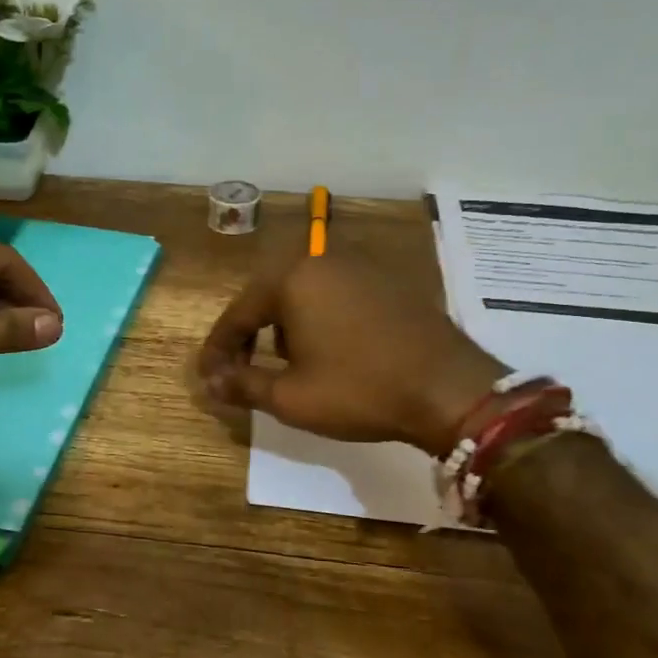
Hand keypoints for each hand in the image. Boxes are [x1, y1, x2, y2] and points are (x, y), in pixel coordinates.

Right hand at [198, 254, 505, 454]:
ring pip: (300, 294)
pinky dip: (317, 320)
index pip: (237, 315)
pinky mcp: (387, 281)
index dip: (217, 351)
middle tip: (240, 371)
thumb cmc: (360, 390)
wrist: (451, 390)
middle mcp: (322, 260)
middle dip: (250, 336)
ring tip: (285, 364)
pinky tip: (325, 350)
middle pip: (267, 298)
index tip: (207, 380)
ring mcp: (359, 267)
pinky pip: (334, 295)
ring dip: (283, 327)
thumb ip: (242, 385)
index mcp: (292, 279)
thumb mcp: (291, 397)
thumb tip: (209, 384)